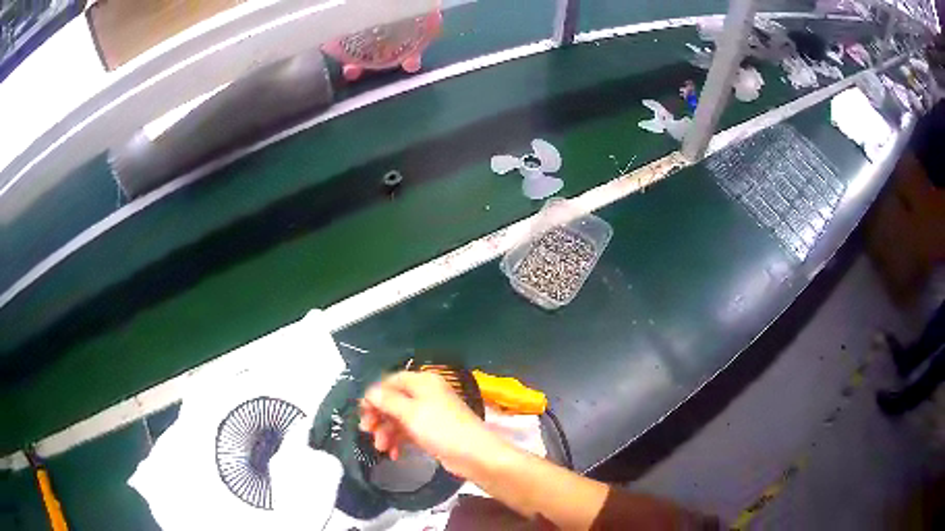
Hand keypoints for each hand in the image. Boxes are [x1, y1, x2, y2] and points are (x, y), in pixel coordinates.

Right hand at [359, 371, 508, 478]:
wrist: (474, 455)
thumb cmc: (441, 428)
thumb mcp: (410, 412)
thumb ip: (386, 400)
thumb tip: (369, 392)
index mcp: (422, 382)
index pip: (391, 381)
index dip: (374, 395)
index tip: (362, 412)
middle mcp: (426, 394)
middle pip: (393, 400)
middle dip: (379, 416)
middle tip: (366, 431)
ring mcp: (430, 413)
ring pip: (399, 418)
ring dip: (387, 432)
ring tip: (380, 448)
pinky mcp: (432, 431)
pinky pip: (409, 431)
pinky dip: (399, 440)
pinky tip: (393, 454)